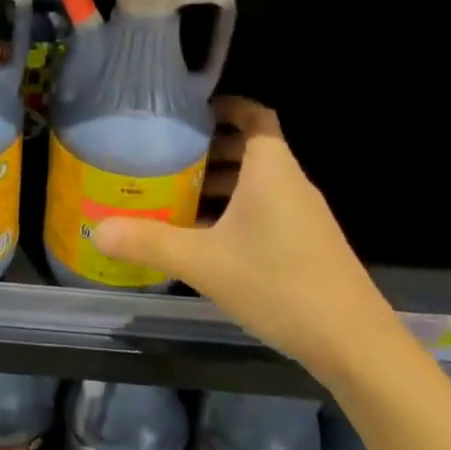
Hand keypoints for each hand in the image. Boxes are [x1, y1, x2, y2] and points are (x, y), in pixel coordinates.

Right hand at [92, 98, 398, 380]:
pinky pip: (267, 209)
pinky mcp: (308, 243)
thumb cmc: (277, 284)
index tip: (190, 111)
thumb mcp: (203, 262)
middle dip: (211, 148)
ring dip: (222, 182)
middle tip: (168, 154)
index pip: (254, 115)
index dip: (226, 106)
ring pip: (258, 182)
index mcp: (271, 169)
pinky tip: (206, 238)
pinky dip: (236, 210)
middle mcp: (290, 183)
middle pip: (252, 148)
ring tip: (177, 194)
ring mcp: (303, 215)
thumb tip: (98, 230)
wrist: (353, 343)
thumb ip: (149, 243)